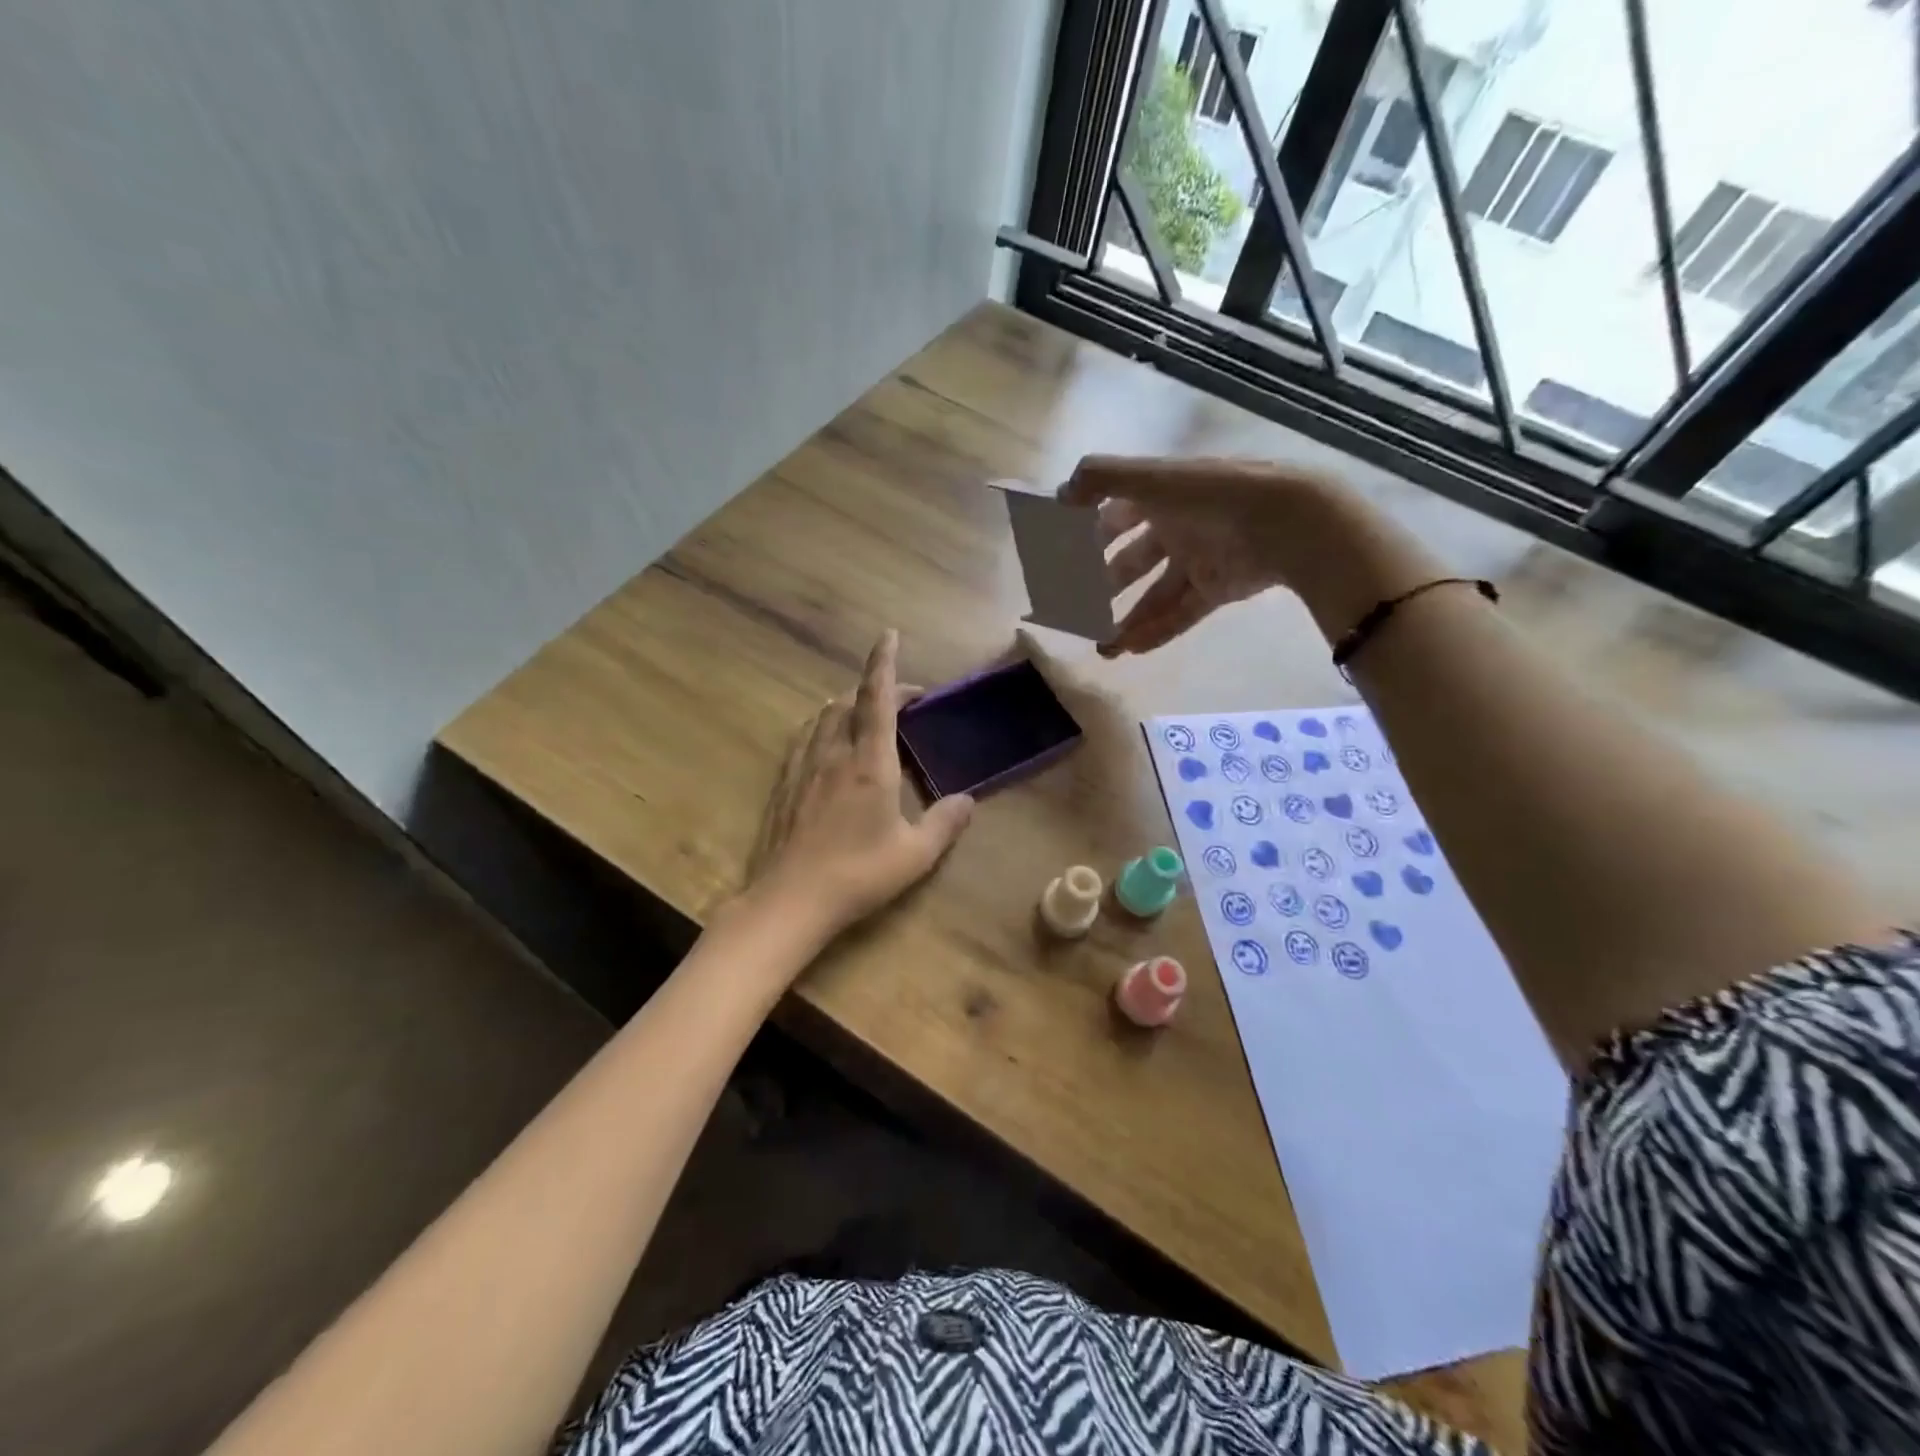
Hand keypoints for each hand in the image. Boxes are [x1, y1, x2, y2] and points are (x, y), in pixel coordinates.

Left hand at [746, 630, 974, 941]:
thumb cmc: (858, 874)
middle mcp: (834, 753)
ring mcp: (803, 766)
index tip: (888, 635)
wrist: (790, 900)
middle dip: (875, 688)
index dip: (884, 663)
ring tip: (866, 716)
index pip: (877, 698)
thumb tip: (967, 801)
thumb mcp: (915, 855)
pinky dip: (823, 726)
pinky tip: (828, 745)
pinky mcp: (784, 784)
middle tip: (903, 700)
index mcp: (869, 762)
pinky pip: (804, 738)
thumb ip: (945, 823)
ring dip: (847, 705)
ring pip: (823, 717)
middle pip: (849, 702)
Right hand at [1063, 455, 1426, 655]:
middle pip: (1131, 559)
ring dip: (1126, 620)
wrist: (1288, 522)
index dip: (1088, 532)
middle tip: (1075, 609)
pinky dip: (1156, 631)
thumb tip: (1059, 493)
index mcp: (1163, 496)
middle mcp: (1177, 527)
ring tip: (1102, 649)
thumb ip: (1103, 479)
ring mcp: (1198, 561)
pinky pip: (1180, 613)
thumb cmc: (1215, 495)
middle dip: (1103, 583)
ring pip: (1153, 595)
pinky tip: (1130, 650)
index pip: (1116, 514)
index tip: (1060, 555)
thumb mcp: (1154, 479)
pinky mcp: (1217, 590)